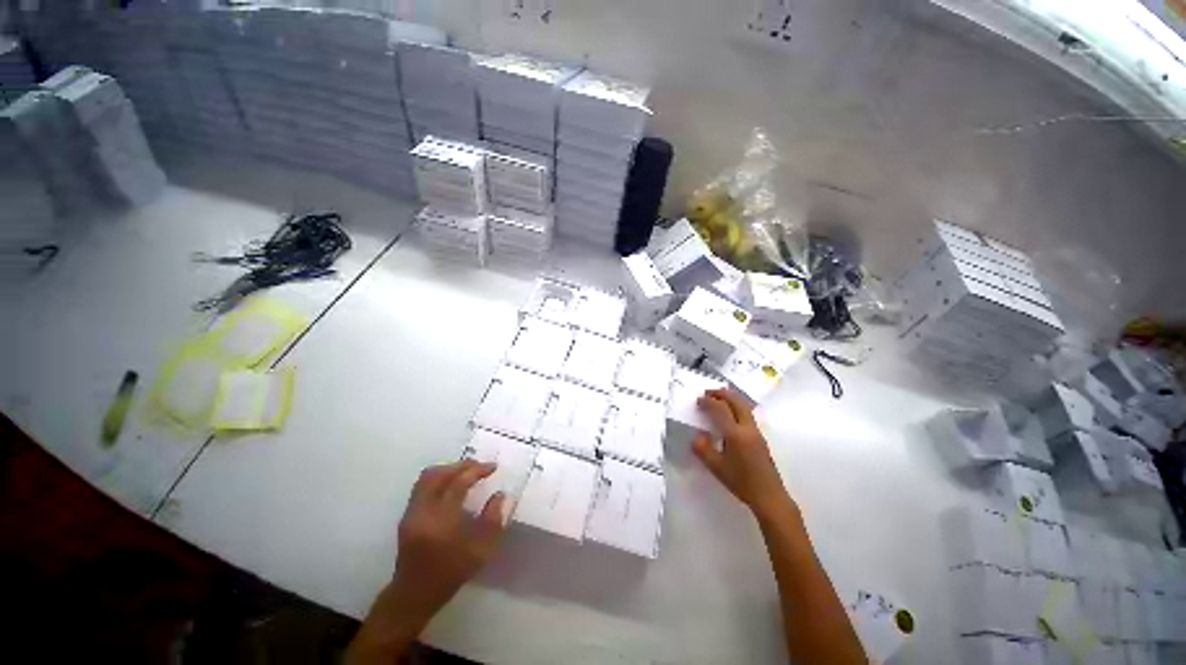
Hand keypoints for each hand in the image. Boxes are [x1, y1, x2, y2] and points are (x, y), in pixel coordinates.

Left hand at [347, 460, 505, 662]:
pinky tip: (452, 484)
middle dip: (461, 466)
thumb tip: (500, 495)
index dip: (477, 470)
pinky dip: (439, 478)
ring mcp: (411, 512)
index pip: (458, 482)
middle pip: (439, 474)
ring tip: (467, 472)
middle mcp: (422, 511)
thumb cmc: (450, 575)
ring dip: (449, 469)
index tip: (493, 467)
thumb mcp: (480, 552)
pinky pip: (422, 485)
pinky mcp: (407, 515)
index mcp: (440, 520)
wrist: (413, 596)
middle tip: (480, 466)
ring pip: (427, 477)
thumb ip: (493, 520)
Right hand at [692, 388, 794, 519]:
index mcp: (735, 434)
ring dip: (731, 398)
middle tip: (708, 392)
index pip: (720, 409)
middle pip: (735, 402)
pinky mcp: (760, 437)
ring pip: (744, 406)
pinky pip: (748, 413)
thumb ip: (703, 449)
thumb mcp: (717, 468)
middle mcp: (747, 428)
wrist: (769, 496)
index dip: (708, 402)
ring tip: (719, 397)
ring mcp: (756, 431)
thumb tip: (697, 435)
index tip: (698, 400)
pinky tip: (731, 413)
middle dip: (721, 394)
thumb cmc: (741, 482)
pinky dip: (737, 406)